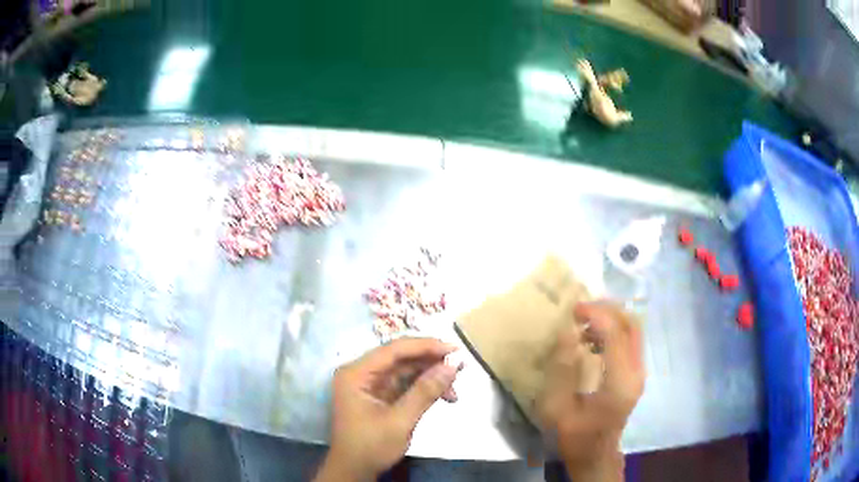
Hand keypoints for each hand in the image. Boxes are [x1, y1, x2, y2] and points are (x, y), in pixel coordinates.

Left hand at [315, 338, 462, 481]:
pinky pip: (405, 384)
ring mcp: (370, 385)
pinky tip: (444, 395)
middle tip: (461, 368)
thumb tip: (453, 365)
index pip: (394, 349)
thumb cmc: (370, 447)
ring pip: (406, 371)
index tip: (455, 351)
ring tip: (455, 388)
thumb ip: (425, 392)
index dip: (426, 346)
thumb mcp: (400, 421)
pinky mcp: (379, 396)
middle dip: (431, 363)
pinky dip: (424, 388)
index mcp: (357, 373)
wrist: (354, 471)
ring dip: (431, 377)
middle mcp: (361, 373)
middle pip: (401, 358)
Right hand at [536, 301, 644, 481]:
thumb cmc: (574, 435)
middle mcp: (636, 373)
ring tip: (583, 322)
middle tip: (580, 310)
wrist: (595, 454)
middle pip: (631, 325)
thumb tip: (567, 332)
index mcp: (619, 382)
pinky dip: (613, 330)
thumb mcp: (557, 408)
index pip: (616, 334)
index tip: (573, 309)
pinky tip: (593, 338)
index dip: (596, 315)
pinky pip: (630, 341)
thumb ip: (562, 370)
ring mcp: (639, 372)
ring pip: (633, 330)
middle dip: (607, 310)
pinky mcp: (636, 374)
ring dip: (610, 319)